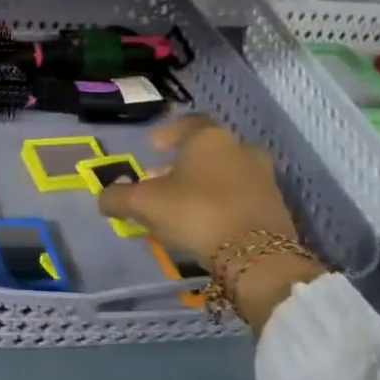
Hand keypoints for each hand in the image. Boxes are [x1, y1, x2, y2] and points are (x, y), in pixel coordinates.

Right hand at [98, 117, 323, 332]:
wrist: (255, 255)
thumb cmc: (195, 212)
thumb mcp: (143, 204)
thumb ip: (117, 197)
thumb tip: (104, 197)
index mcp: (209, 139)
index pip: (188, 124)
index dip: (168, 133)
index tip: (153, 147)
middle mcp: (241, 149)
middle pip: (206, 151)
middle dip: (181, 164)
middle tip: (160, 181)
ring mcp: (263, 177)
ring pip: (225, 173)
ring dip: (203, 184)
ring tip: (181, 206)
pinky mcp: (275, 206)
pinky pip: (240, 196)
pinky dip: (221, 202)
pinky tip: (206, 222)